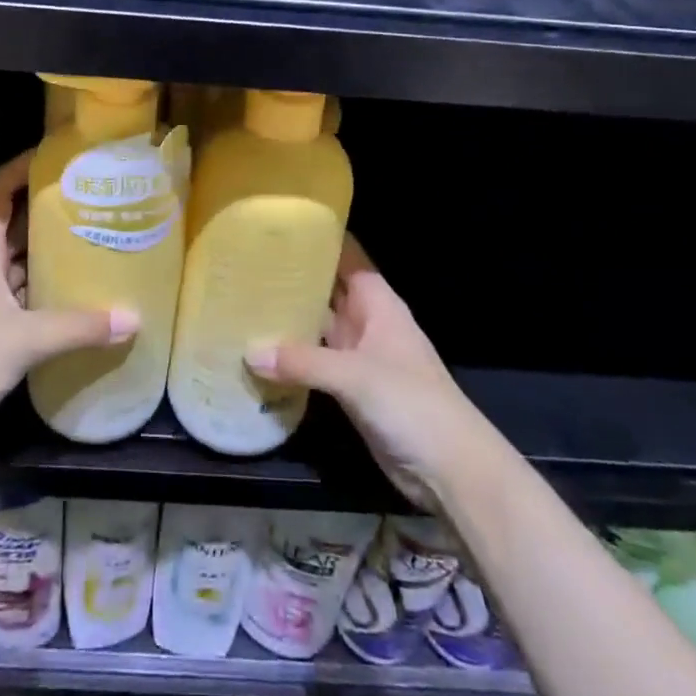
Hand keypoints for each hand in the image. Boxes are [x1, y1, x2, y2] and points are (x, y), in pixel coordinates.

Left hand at [0, 150, 137, 468]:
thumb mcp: (22, 340)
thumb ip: (78, 327)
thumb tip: (133, 318)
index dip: (21, 171)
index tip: (58, 159)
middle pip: (16, 228)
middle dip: (51, 214)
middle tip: (97, 202)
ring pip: (21, 267)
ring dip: (52, 257)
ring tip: (99, 242)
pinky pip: (23, 300)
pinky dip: (49, 295)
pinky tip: (80, 299)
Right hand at [247, 234, 488, 509]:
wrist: (450, 469)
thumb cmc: (411, 403)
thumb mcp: (355, 375)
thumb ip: (303, 361)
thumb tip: (249, 353)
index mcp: (378, 303)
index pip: (347, 257)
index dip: (320, 239)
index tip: (280, 225)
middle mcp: (367, 322)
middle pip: (328, 290)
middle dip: (295, 277)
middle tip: (247, 262)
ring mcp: (358, 357)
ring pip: (319, 326)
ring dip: (290, 318)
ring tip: (244, 299)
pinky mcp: (350, 389)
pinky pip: (316, 362)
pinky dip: (292, 357)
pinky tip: (260, 351)